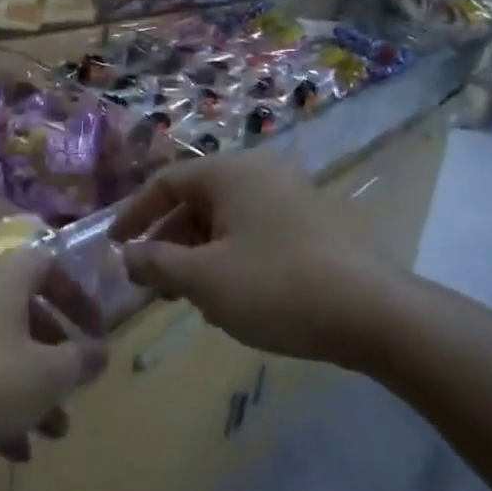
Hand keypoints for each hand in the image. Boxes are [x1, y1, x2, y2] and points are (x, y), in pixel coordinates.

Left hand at [0, 247, 107, 460]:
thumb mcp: (45, 375)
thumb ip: (80, 360)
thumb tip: (100, 351)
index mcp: (5, 277)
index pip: (52, 267)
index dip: (81, 298)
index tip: (96, 333)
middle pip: (26, 316)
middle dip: (55, 361)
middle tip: (73, 395)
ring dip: (29, 389)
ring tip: (50, 435)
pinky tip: (9, 448)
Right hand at [108, 153, 404, 365]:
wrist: (377, 316)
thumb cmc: (276, 288)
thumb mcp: (203, 279)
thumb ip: (155, 263)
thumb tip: (128, 257)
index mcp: (232, 174)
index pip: (166, 183)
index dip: (134, 214)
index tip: (114, 246)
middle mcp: (263, 175)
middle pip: (197, 202)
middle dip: (167, 242)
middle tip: (152, 281)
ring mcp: (294, 200)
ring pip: (226, 223)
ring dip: (198, 257)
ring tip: (189, 298)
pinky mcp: (315, 229)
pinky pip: (256, 236)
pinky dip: (231, 261)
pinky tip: (232, 301)